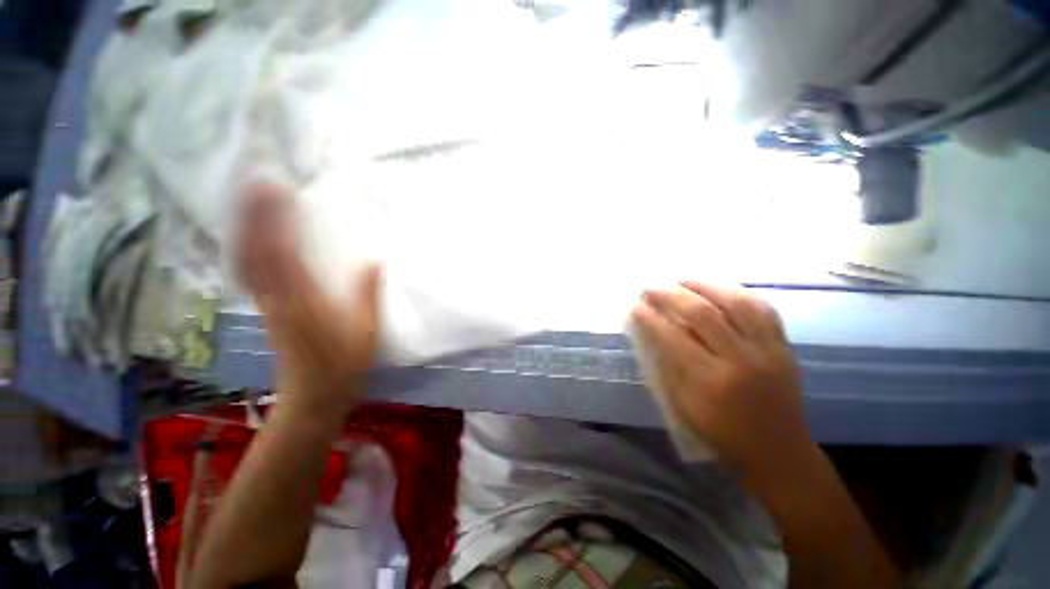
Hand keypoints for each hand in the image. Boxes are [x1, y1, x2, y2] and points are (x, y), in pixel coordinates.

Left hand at [236, 183, 381, 423]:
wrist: (313, 397)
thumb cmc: (345, 366)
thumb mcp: (366, 332)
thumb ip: (369, 296)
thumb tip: (376, 262)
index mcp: (305, 302)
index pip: (283, 254)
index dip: (275, 220)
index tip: (277, 190)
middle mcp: (279, 298)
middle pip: (257, 251)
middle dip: (255, 215)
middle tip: (258, 183)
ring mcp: (269, 304)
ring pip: (248, 261)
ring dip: (247, 228)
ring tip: (252, 202)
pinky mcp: (268, 310)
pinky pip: (251, 273)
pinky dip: (248, 249)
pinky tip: (252, 237)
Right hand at [631, 281, 812, 483]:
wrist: (780, 453)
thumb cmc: (723, 435)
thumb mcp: (685, 406)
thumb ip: (669, 365)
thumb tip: (653, 332)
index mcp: (711, 381)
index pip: (674, 337)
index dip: (651, 318)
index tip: (636, 305)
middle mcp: (741, 360)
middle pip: (703, 313)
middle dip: (671, 295)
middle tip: (651, 288)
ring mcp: (768, 350)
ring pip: (736, 302)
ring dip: (705, 285)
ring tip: (682, 281)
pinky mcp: (784, 347)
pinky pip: (763, 309)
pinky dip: (738, 293)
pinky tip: (720, 289)